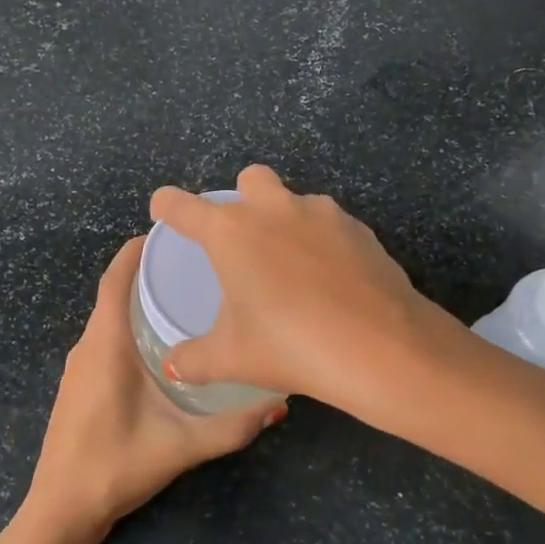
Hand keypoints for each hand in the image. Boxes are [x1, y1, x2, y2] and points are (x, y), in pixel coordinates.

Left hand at [23, 237, 284, 535]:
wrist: (61, 508)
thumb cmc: (117, 466)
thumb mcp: (182, 445)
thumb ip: (233, 426)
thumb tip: (280, 404)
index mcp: (106, 345)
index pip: (115, 280)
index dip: (136, 250)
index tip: (168, 231)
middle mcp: (87, 346)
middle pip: (113, 293)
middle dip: (147, 272)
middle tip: (194, 264)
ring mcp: (78, 365)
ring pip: (107, 317)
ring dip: (137, 300)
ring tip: (183, 295)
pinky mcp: (78, 383)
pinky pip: (103, 337)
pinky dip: (127, 325)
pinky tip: (159, 342)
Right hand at [149, 165, 446, 419]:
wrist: (381, 347)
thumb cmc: (290, 346)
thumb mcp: (231, 358)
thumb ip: (193, 359)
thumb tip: (174, 365)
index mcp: (231, 232)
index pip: (183, 205)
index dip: (167, 205)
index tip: (164, 211)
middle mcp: (274, 209)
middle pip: (250, 178)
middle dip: (242, 198)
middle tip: (244, 243)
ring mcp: (323, 214)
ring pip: (296, 200)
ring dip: (287, 221)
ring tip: (292, 270)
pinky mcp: (360, 229)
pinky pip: (331, 225)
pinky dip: (323, 243)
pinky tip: (330, 282)